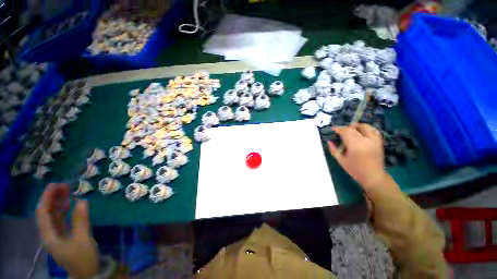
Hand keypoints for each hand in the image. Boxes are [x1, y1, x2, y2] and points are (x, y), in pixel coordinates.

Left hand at [36, 183, 98, 278]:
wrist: (87, 273)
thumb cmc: (83, 257)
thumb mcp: (83, 239)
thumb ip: (81, 220)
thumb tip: (82, 200)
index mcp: (49, 235)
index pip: (43, 212)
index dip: (47, 198)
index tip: (56, 184)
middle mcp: (48, 233)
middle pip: (46, 212)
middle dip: (52, 198)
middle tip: (63, 185)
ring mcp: (55, 234)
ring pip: (52, 215)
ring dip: (57, 202)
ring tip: (66, 190)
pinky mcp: (62, 235)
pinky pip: (59, 219)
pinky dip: (63, 209)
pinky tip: (69, 203)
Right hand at [327, 123, 387, 190]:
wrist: (373, 176)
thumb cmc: (355, 169)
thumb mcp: (340, 160)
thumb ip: (333, 149)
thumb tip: (329, 141)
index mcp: (355, 145)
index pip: (346, 131)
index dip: (339, 129)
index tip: (333, 129)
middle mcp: (366, 140)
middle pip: (354, 128)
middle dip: (346, 128)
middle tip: (340, 131)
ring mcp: (374, 140)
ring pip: (365, 126)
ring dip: (356, 126)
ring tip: (351, 130)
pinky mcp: (379, 141)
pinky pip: (373, 130)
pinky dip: (366, 129)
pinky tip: (361, 133)